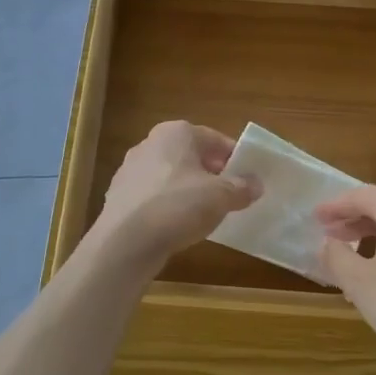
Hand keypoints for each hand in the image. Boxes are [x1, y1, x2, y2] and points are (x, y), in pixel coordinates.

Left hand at [91, 121, 259, 272]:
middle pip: (191, 155)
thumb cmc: (178, 206)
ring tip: (205, 213)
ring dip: (189, 189)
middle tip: (230, 195)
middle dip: (211, 173)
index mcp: (176, 132)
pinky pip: (154, 195)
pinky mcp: (120, 195)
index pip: (215, 139)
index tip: (247, 178)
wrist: (126, 241)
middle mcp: (150, 143)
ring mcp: (130, 169)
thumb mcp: (221, 196)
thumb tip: (256, 184)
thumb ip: (241, 187)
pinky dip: (168, 205)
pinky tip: (177, 225)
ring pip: (171, 175)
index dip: (234, 158)